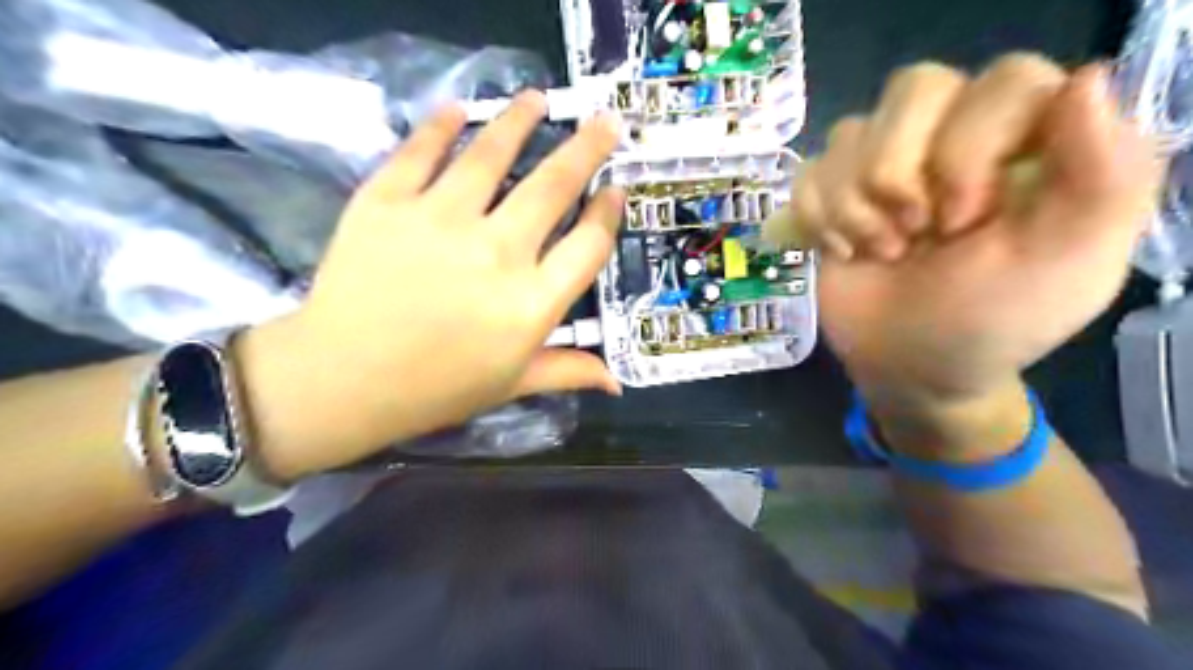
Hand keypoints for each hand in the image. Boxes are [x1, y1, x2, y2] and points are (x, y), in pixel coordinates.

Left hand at [233, 93, 625, 480]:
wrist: (340, 379)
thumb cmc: (436, 388)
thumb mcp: (512, 384)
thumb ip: (568, 371)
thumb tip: (616, 384)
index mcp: (531, 304)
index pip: (588, 244)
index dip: (608, 213)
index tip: (616, 190)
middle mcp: (496, 253)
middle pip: (554, 186)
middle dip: (588, 147)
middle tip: (605, 121)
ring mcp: (440, 220)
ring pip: (491, 154)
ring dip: (520, 120)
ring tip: (537, 98)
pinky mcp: (387, 201)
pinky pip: (420, 151)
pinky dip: (441, 125)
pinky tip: (458, 110)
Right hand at [774, 54, 1155, 411]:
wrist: (907, 367)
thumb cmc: (991, 323)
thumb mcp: (1068, 266)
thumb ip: (1106, 178)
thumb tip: (1087, 80)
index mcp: (1029, 141)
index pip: (1004, 81)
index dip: (970, 148)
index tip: (965, 223)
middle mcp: (955, 136)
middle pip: (914, 88)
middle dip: (900, 174)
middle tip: (916, 235)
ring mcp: (885, 163)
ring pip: (850, 131)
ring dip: (856, 207)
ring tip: (882, 251)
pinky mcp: (833, 193)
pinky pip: (809, 172)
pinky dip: (818, 219)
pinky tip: (844, 252)